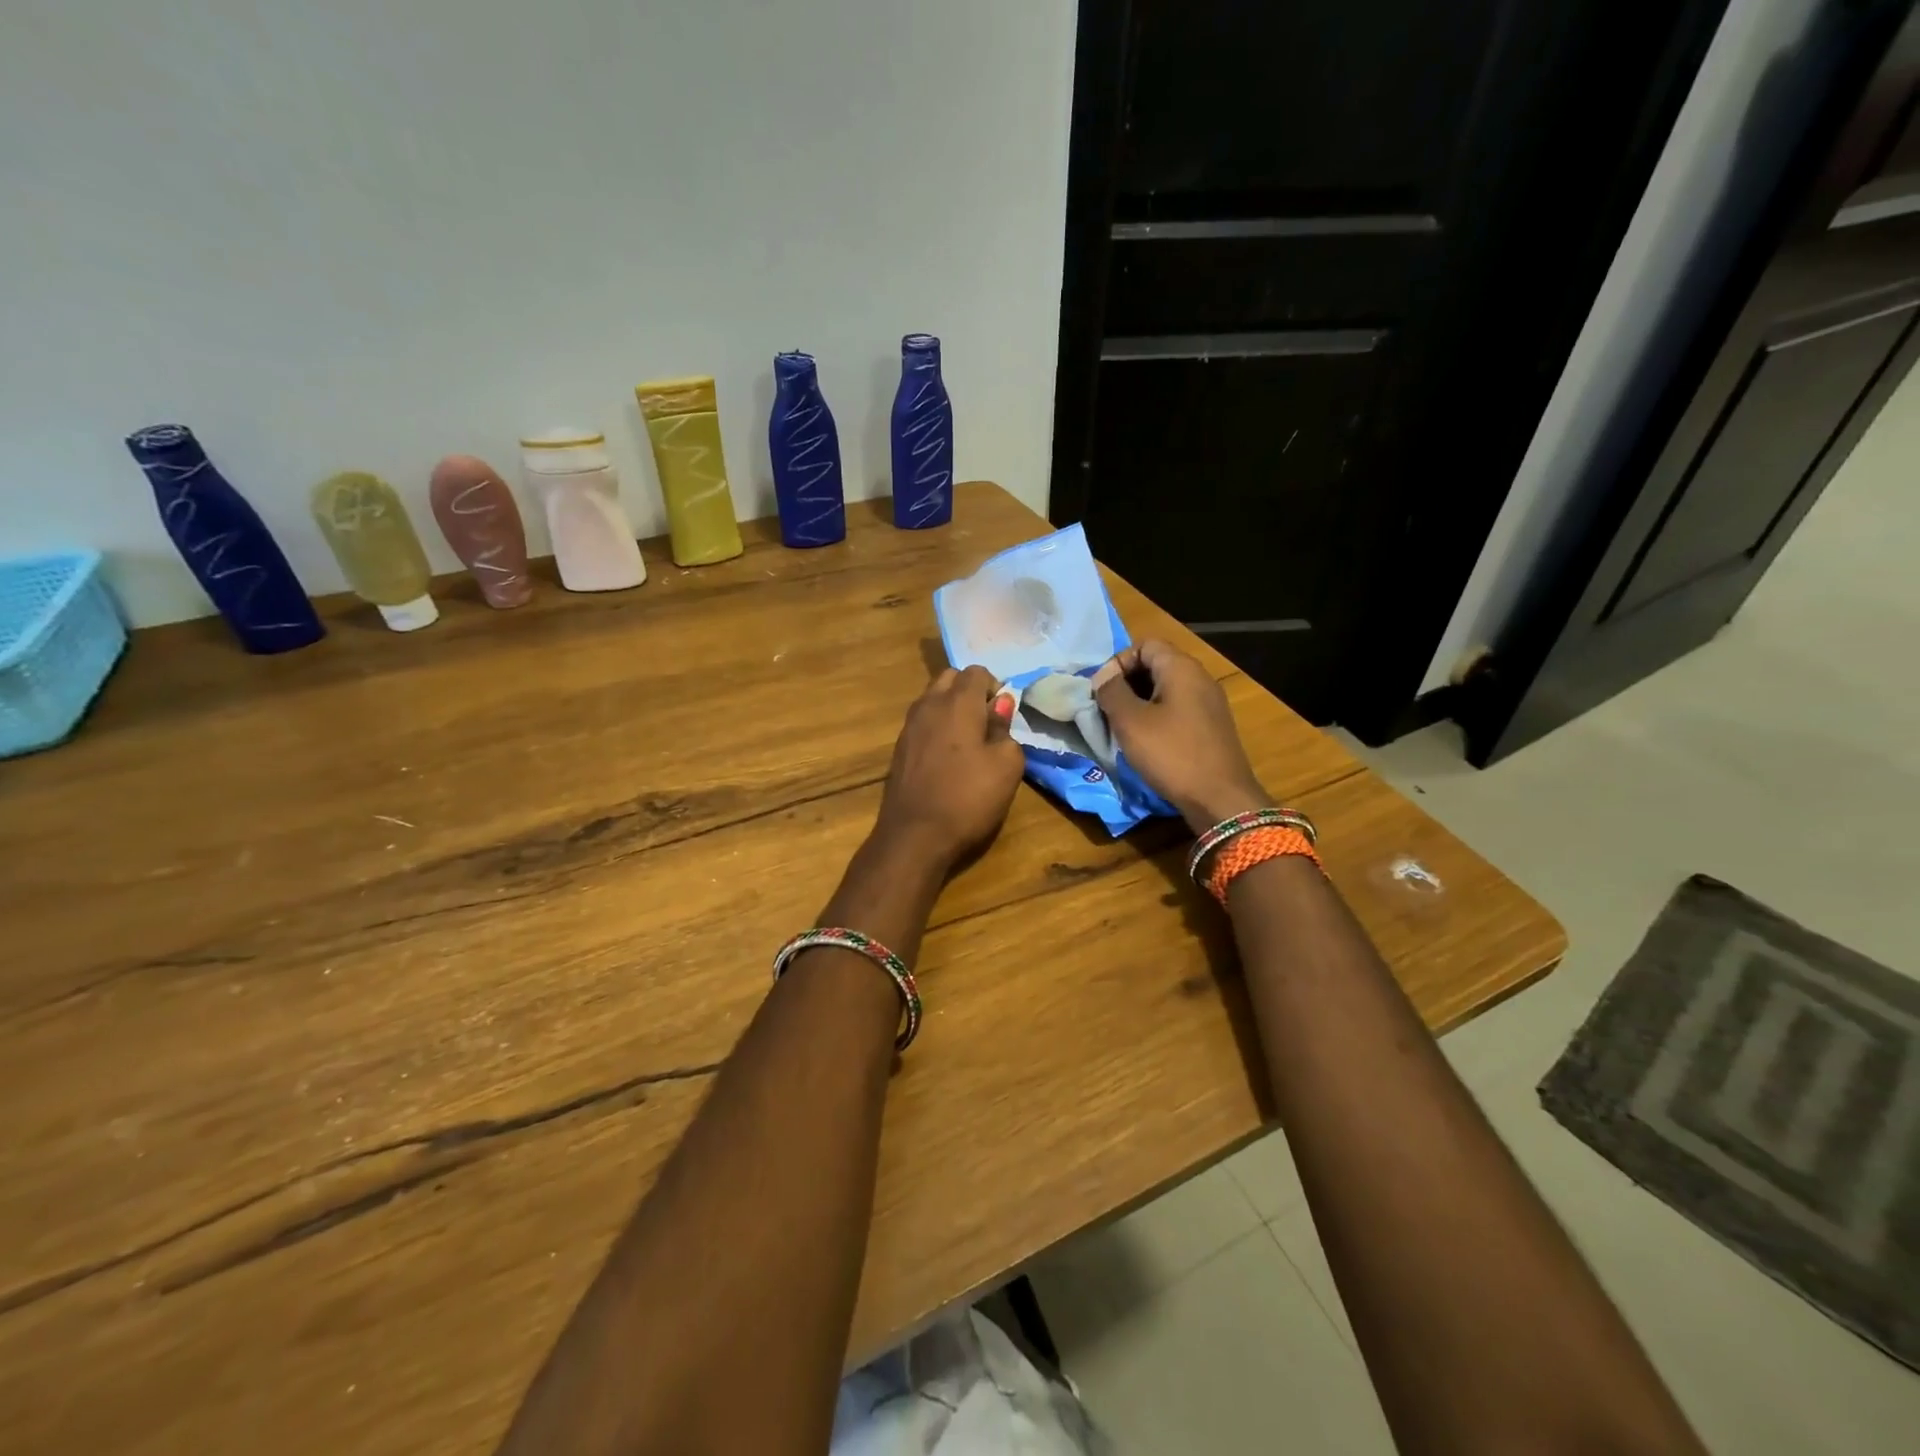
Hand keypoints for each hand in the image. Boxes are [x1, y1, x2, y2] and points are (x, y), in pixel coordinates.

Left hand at [874, 666, 1024, 870]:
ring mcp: (908, 727)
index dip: (995, 687)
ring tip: (968, 742)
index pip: (977, 672)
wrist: (914, 836)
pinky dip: (937, 728)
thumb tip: (999, 707)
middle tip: (986, 724)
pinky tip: (947, 759)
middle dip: (970, 692)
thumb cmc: (968, 798)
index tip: (1004, 716)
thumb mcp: (1006, 766)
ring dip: (951, 709)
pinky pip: (922, 723)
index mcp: (957, 702)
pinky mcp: (899, 749)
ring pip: (932, 699)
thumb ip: (1005, 730)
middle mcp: (928, 705)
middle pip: (949, 678)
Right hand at [1093, 640, 1268, 832]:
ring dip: (1139, 703)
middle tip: (1106, 709)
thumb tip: (1104, 677)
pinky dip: (1156, 718)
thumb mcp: (1131, 722)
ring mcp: (1209, 703)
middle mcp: (1199, 678)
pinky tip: (1145, 742)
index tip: (1101, 690)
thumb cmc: (1172, 754)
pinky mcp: (1211, 727)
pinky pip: (1177, 709)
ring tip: (1121, 727)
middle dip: (1126, 683)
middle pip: (1156, 665)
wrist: (1220, 798)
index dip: (1118, 662)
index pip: (1144, 644)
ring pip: (1165, 689)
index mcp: (1181, 668)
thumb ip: (1112, 692)